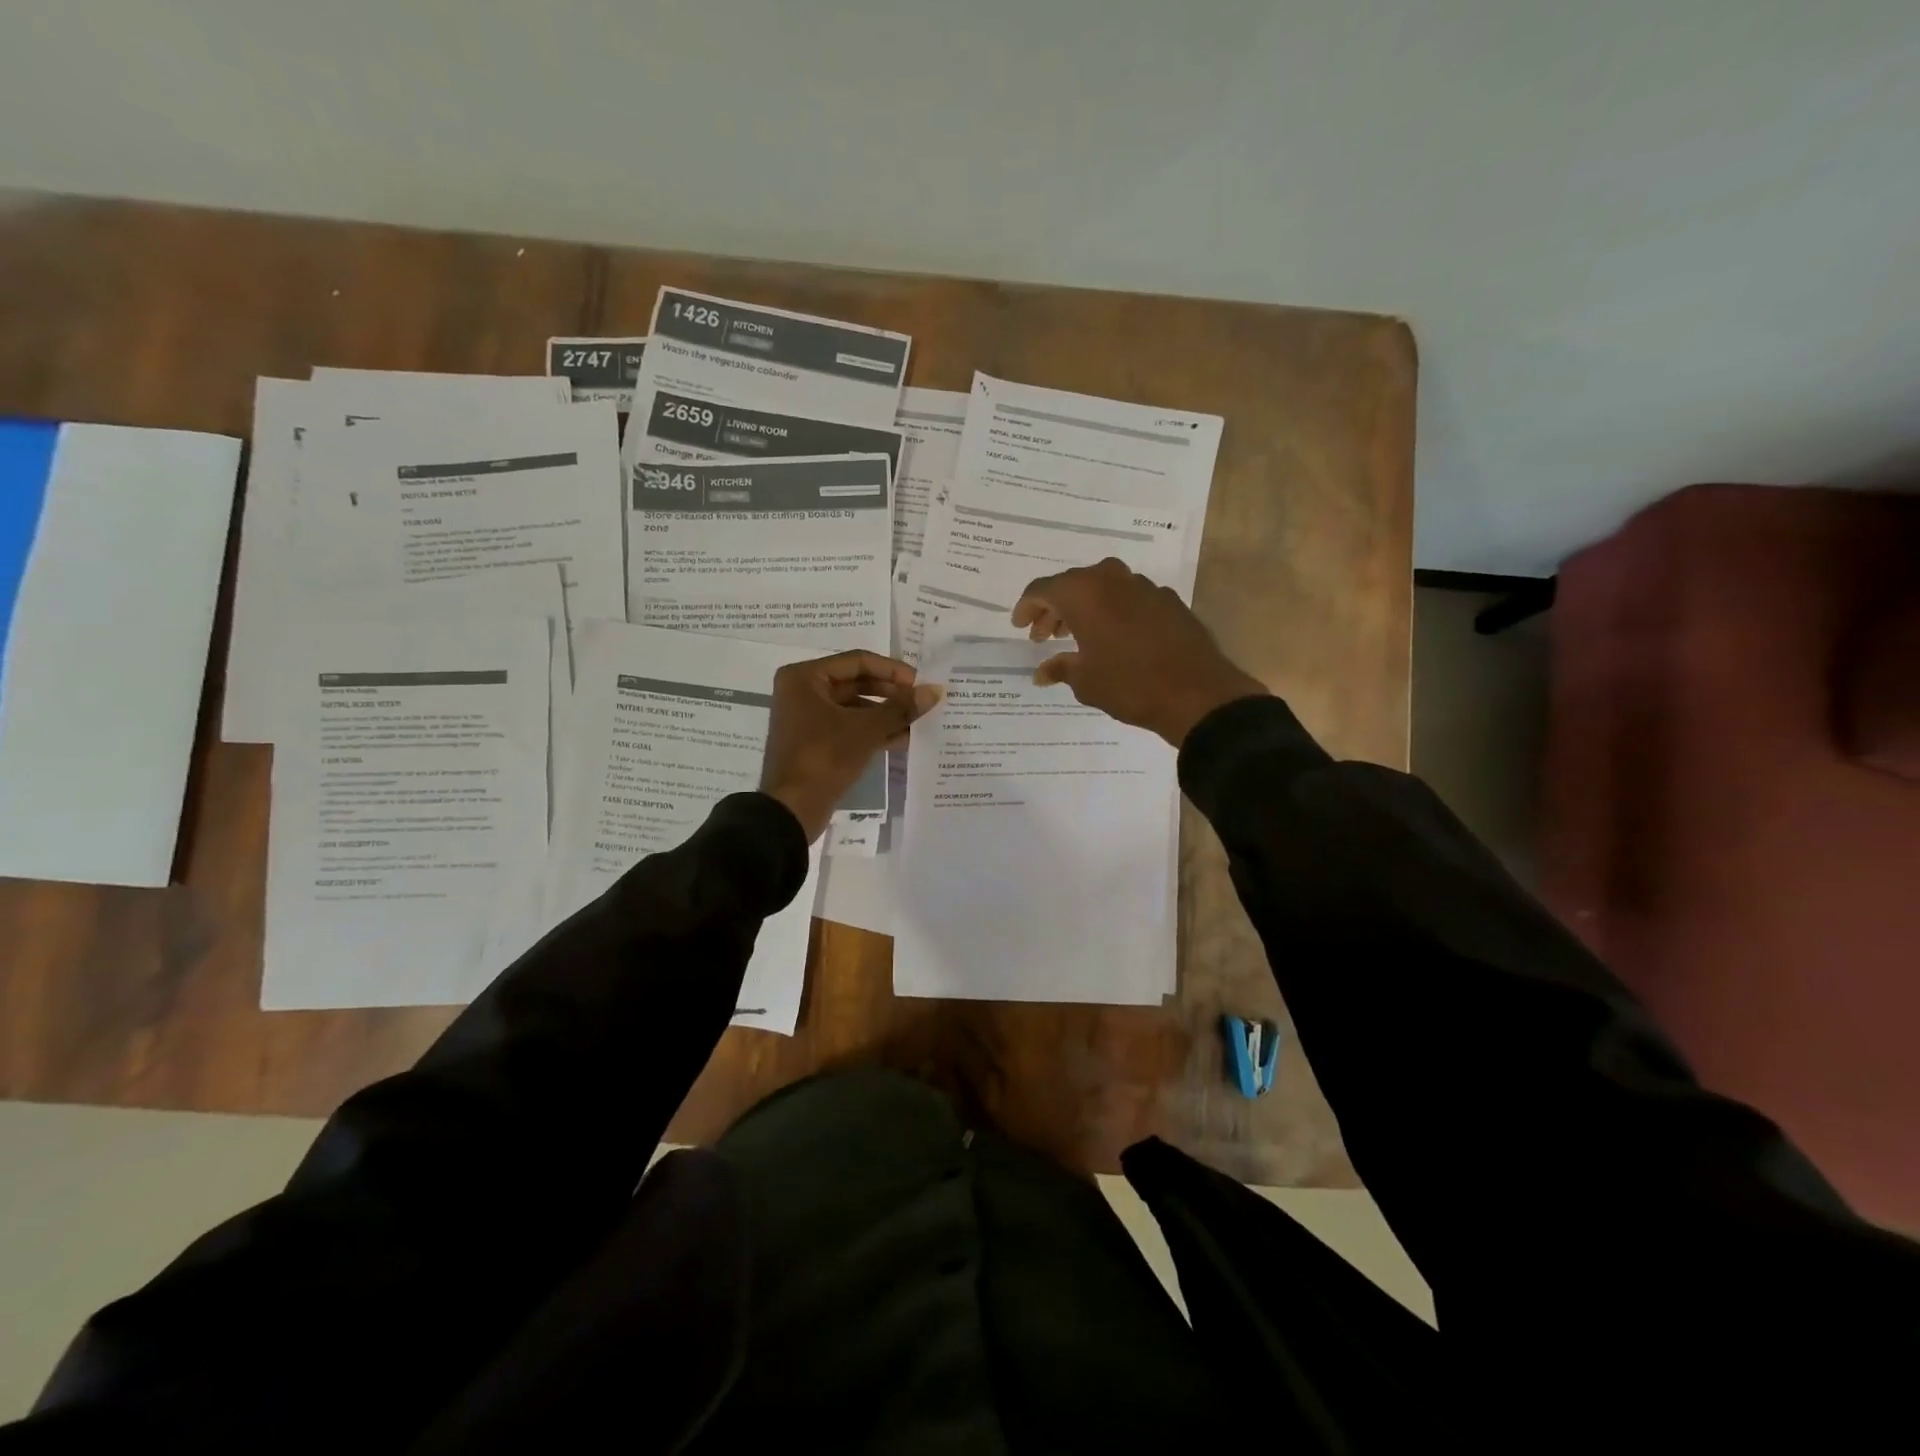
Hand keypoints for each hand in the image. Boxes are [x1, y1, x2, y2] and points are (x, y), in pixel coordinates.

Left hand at [759, 650, 942, 841]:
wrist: (791, 809)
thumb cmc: (824, 757)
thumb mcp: (866, 730)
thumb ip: (901, 708)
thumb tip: (934, 691)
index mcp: (805, 678)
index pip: (858, 661)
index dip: (892, 671)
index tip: (920, 683)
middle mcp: (803, 691)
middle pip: (856, 683)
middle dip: (891, 693)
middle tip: (922, 702)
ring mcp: (808, 718)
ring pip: (855, 707)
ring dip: (886, 714)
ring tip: (919, 721)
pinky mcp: (816, 741)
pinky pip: (850, 727)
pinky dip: (874, 730)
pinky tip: (904, 738)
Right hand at [1011, 559, 1267, 745]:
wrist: (1196, 693)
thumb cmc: (1129, 685)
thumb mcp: (1085, 681)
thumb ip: (1060, 668)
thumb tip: (1042, 672)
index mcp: (1083, 593)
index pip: (1042, 589)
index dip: (1026, 607)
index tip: (1019, 626)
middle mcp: (1111, 579)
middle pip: (1072, 584)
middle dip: (1054, 608)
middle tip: (1043, 635)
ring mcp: (1143, 586)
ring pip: (1103, 587)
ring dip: (1085, 608)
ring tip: (1076, 636)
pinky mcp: (1168, 600)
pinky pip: (1129, 598)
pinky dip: (1113, 612)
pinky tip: (1114, 638)